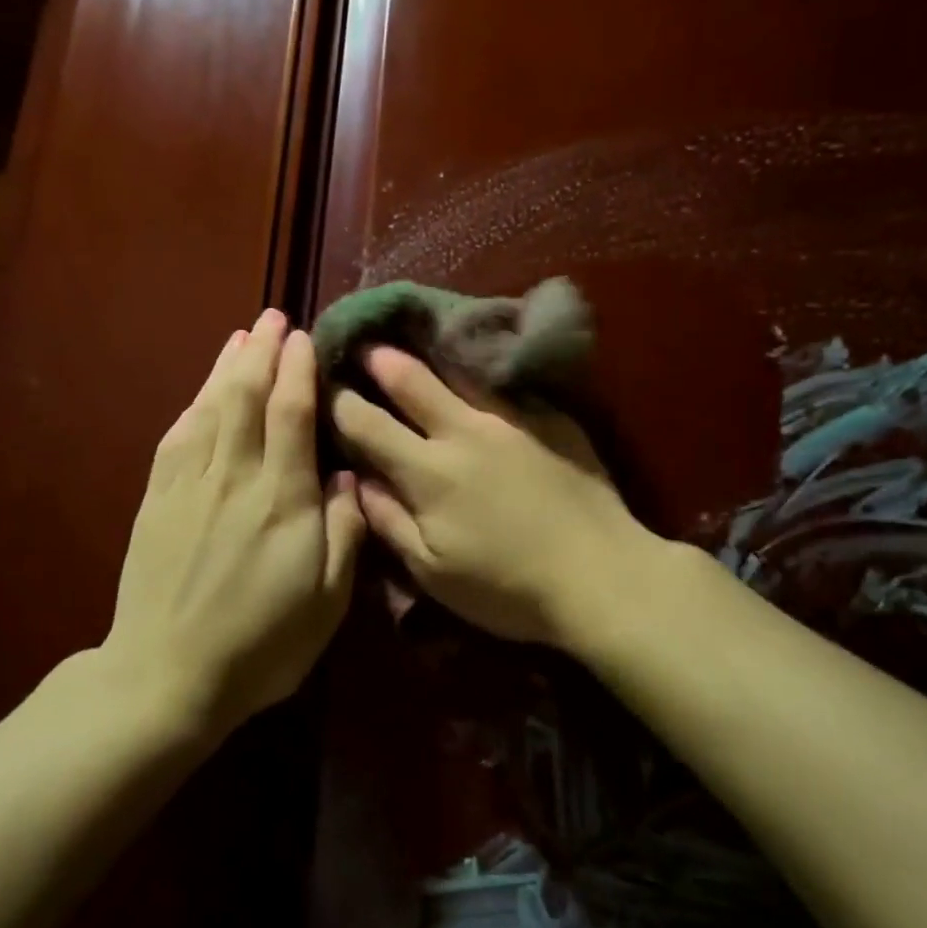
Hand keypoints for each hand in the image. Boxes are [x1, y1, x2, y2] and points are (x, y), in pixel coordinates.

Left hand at [104, 310, 365, 731]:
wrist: (167, 676)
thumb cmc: (262, 644)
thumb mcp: (327, 600)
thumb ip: (344, 530)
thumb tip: (346, 473)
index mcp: (283, 500)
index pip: (291, 414)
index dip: (297, 369)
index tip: (303, 337)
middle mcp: (235, 478)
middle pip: (246, 396)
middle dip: (260, 351)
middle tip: (272, 317)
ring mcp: (189, 485)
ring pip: (210, 408)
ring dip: (226, 367)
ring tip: (240, 337)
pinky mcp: (157, 500)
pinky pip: (177, 438)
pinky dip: (193, 405)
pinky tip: (202, 393)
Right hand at [331, 346, 661, 650]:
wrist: (602, 575)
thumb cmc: (507, 587)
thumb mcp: (433, 571)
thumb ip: (389, 521)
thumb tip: (358, 481)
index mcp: (427, 471)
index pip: (366, 424)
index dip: (339, 403)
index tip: (325, 388)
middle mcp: (463, 431)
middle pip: (410, 381)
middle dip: (379, 360)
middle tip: (364, 344)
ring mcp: (510, 418)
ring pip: (458, 373)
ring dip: (429, 356)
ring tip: (413, 339)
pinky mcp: (549, 418)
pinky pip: (504, 386)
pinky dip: (479, 373)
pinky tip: (477, 367)